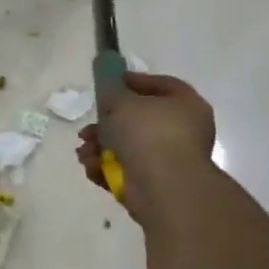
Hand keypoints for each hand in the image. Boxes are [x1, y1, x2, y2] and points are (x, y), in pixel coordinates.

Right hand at [76, 72, 216, 221]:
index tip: (107, 83)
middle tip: (87, 127)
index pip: (160, 85)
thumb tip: (110, 90)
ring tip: (83, 151)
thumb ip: (111, 90)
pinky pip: (125, 169)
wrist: (164, 187)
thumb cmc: (148, 134)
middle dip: (106, 123)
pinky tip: (91, 165)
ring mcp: (168, 159)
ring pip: (127, 146)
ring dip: (99, 147)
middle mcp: (181, 131)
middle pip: (137, 119)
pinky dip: (105, 167)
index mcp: (185, 105)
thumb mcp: (122, 101)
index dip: (133, 81)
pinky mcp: (153, 183)